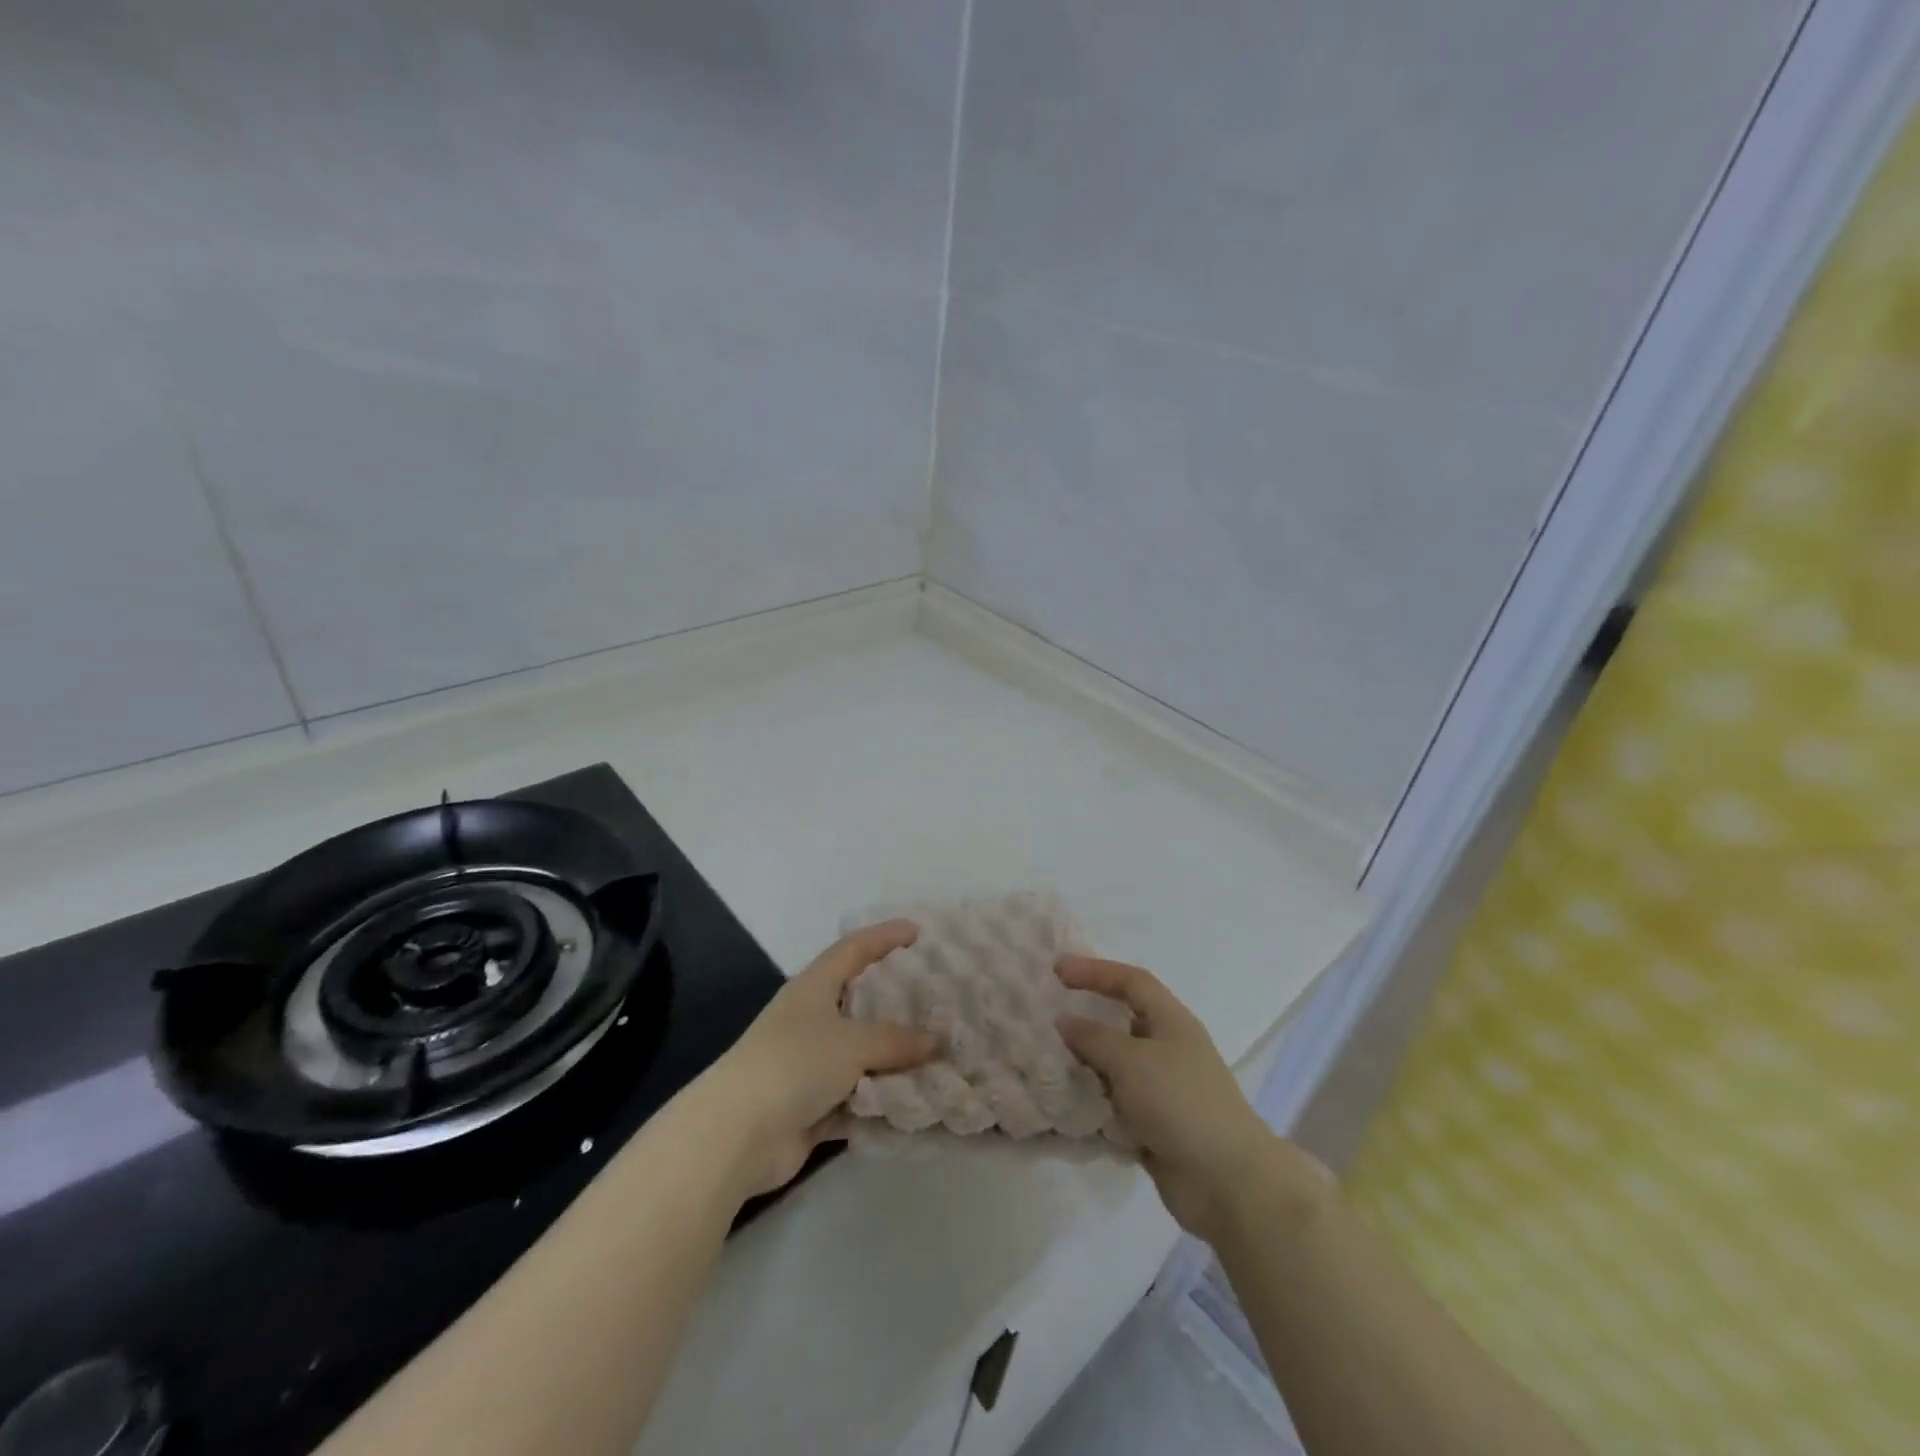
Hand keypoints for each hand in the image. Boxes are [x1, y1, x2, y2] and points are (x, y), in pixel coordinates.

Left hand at [700, 920, 938, 1200]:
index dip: (885, 936)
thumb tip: (936, 1041)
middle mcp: (810, 1020)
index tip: (917, 931)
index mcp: (814, 988)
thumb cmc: (795, 1064)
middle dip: (896, 1002)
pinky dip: (881, 1102)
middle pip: (860, 1002)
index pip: (854, 949)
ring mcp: (809, 1065)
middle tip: (937, 998)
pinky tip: (917, 1105)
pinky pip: (857, 1098)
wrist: (737, 1134)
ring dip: (894, 1060)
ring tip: (940, 1055)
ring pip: (861, 1055)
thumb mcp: (853, 1043)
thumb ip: (897, 1040)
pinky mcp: (811, 1106)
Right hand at [1056, 956, 1326, 1242]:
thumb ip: (1094, 1037)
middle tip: (1049, 1016)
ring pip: (1117, 1065)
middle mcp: (1169, 1048)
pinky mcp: (1157, 1125)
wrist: (1227, 1181)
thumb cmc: (1180, 1103)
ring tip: (1049, 1061)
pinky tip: (1068, 1104)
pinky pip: (1118, 1102)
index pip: (1131, 981)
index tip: (1057, 971)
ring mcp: (1164, 1089)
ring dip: (1087, 1063)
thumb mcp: (1131, 1060)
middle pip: (1123, 1021)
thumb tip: (1065, 1021)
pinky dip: (1095, 1101)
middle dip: (1088, 1017)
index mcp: (1171, 1021)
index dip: (1095, 970)